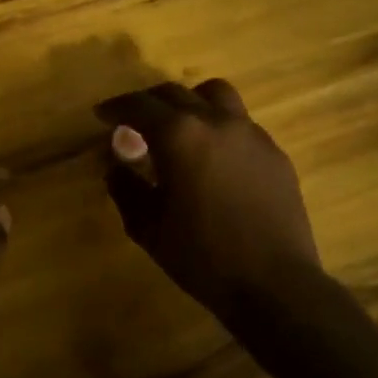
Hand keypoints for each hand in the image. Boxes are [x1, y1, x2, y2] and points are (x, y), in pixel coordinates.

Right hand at [96, 79, 323, 313]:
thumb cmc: (202, 256)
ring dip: (190, 102)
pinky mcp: (274, 153)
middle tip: (133, 121)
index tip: (102, 115)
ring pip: (215, 95)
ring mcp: (251, 134)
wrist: (275, 284)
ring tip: (180, 126)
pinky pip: (240, 124)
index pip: (139, 105)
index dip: (115, 107)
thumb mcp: (148, 227)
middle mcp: (215, 122)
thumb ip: (125, 188)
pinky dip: (218, 127)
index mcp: (179, 136)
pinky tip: (214, 158)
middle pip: (175, 93)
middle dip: (148, 102)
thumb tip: (116, 167)